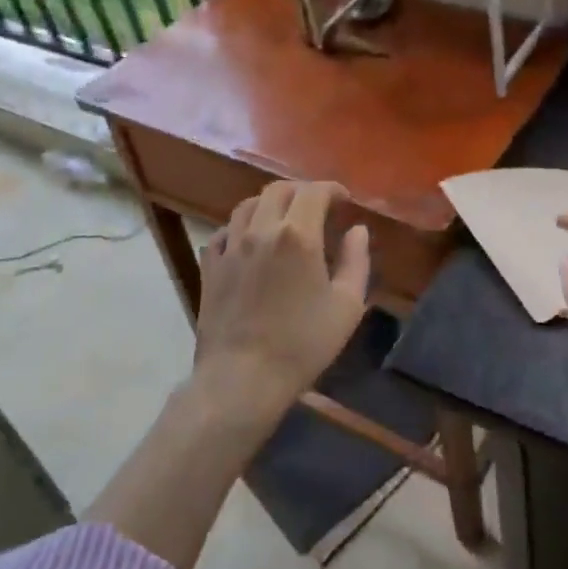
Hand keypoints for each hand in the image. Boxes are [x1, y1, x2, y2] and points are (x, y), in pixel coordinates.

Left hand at [195, 180, 370, 420]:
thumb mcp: (347, 306)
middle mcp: (261, 230)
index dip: (332, 189)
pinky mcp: (210, 267)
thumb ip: (356, 261)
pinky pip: (223, 232)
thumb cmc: (302, 344)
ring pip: (247, 205)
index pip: (314, 191)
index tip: (344, 200)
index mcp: (298, 235)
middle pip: (278, 190)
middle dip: (301, 192)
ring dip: (269, 204)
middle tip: (316, 207)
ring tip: (283, 219)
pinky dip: (240, 228)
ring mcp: (230, 247)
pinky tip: (248, 241)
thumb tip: (357, 230)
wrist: (242, 379)